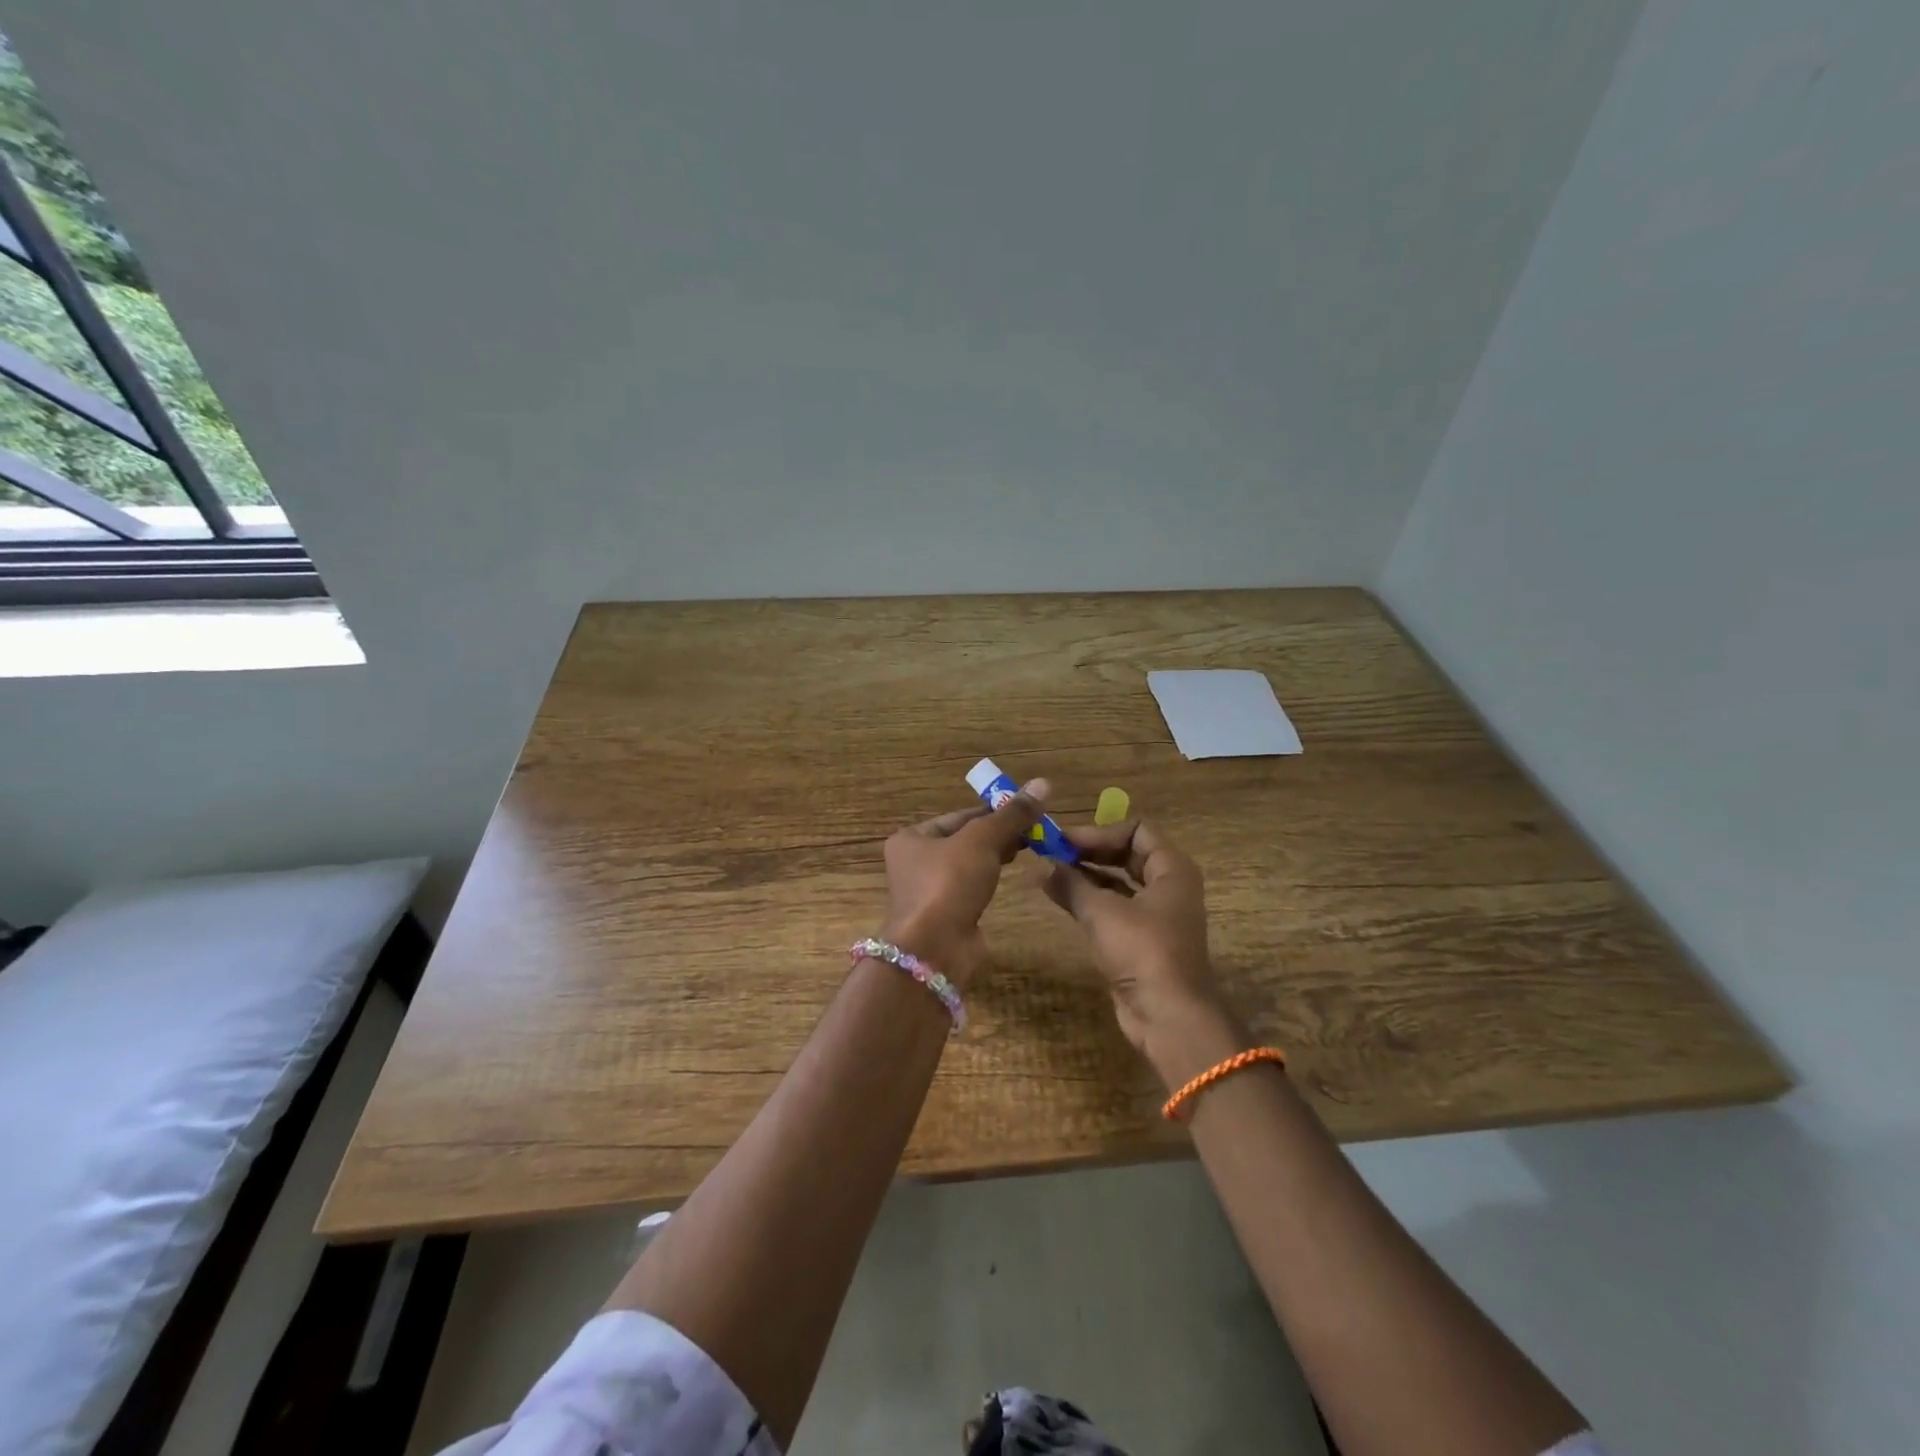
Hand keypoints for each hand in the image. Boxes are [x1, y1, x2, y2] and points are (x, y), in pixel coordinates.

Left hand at [879, 779, 1047, 987]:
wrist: (934, 950)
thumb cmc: (948, 884)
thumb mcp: (982, 841)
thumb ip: (1011, 815)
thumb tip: (1044, 782)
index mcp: (912, 838)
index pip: (960, 816)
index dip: (995, 811)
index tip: (1028, 810)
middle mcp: (915, 862)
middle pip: (965, 839)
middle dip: (999, 833)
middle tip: (1036, 830)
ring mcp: (930, 891)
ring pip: (970, 864)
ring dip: (997, 856)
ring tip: (1030, 848)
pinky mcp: (946, 915)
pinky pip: (971, 888)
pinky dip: (990, 880)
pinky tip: (1011, 877)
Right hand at [1031, 818, 1241, 1075]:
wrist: (1168, 1016)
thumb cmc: (1142, 951)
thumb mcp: (1102, 912)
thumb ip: (1071, 884)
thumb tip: (1042, 866)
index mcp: (1171, 869)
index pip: (1136, 830)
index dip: (1099, 831)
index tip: (1064, 841)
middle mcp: (1168, 886)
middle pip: (1126, 853)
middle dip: (1089, 851)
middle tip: (1052, 852)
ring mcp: (1156, 914)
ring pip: (1118, 881)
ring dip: (1086, 875)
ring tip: (1048, 871)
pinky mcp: (1141, 939)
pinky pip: (1114, 907)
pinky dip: (1090, 898)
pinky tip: (1060, 897)